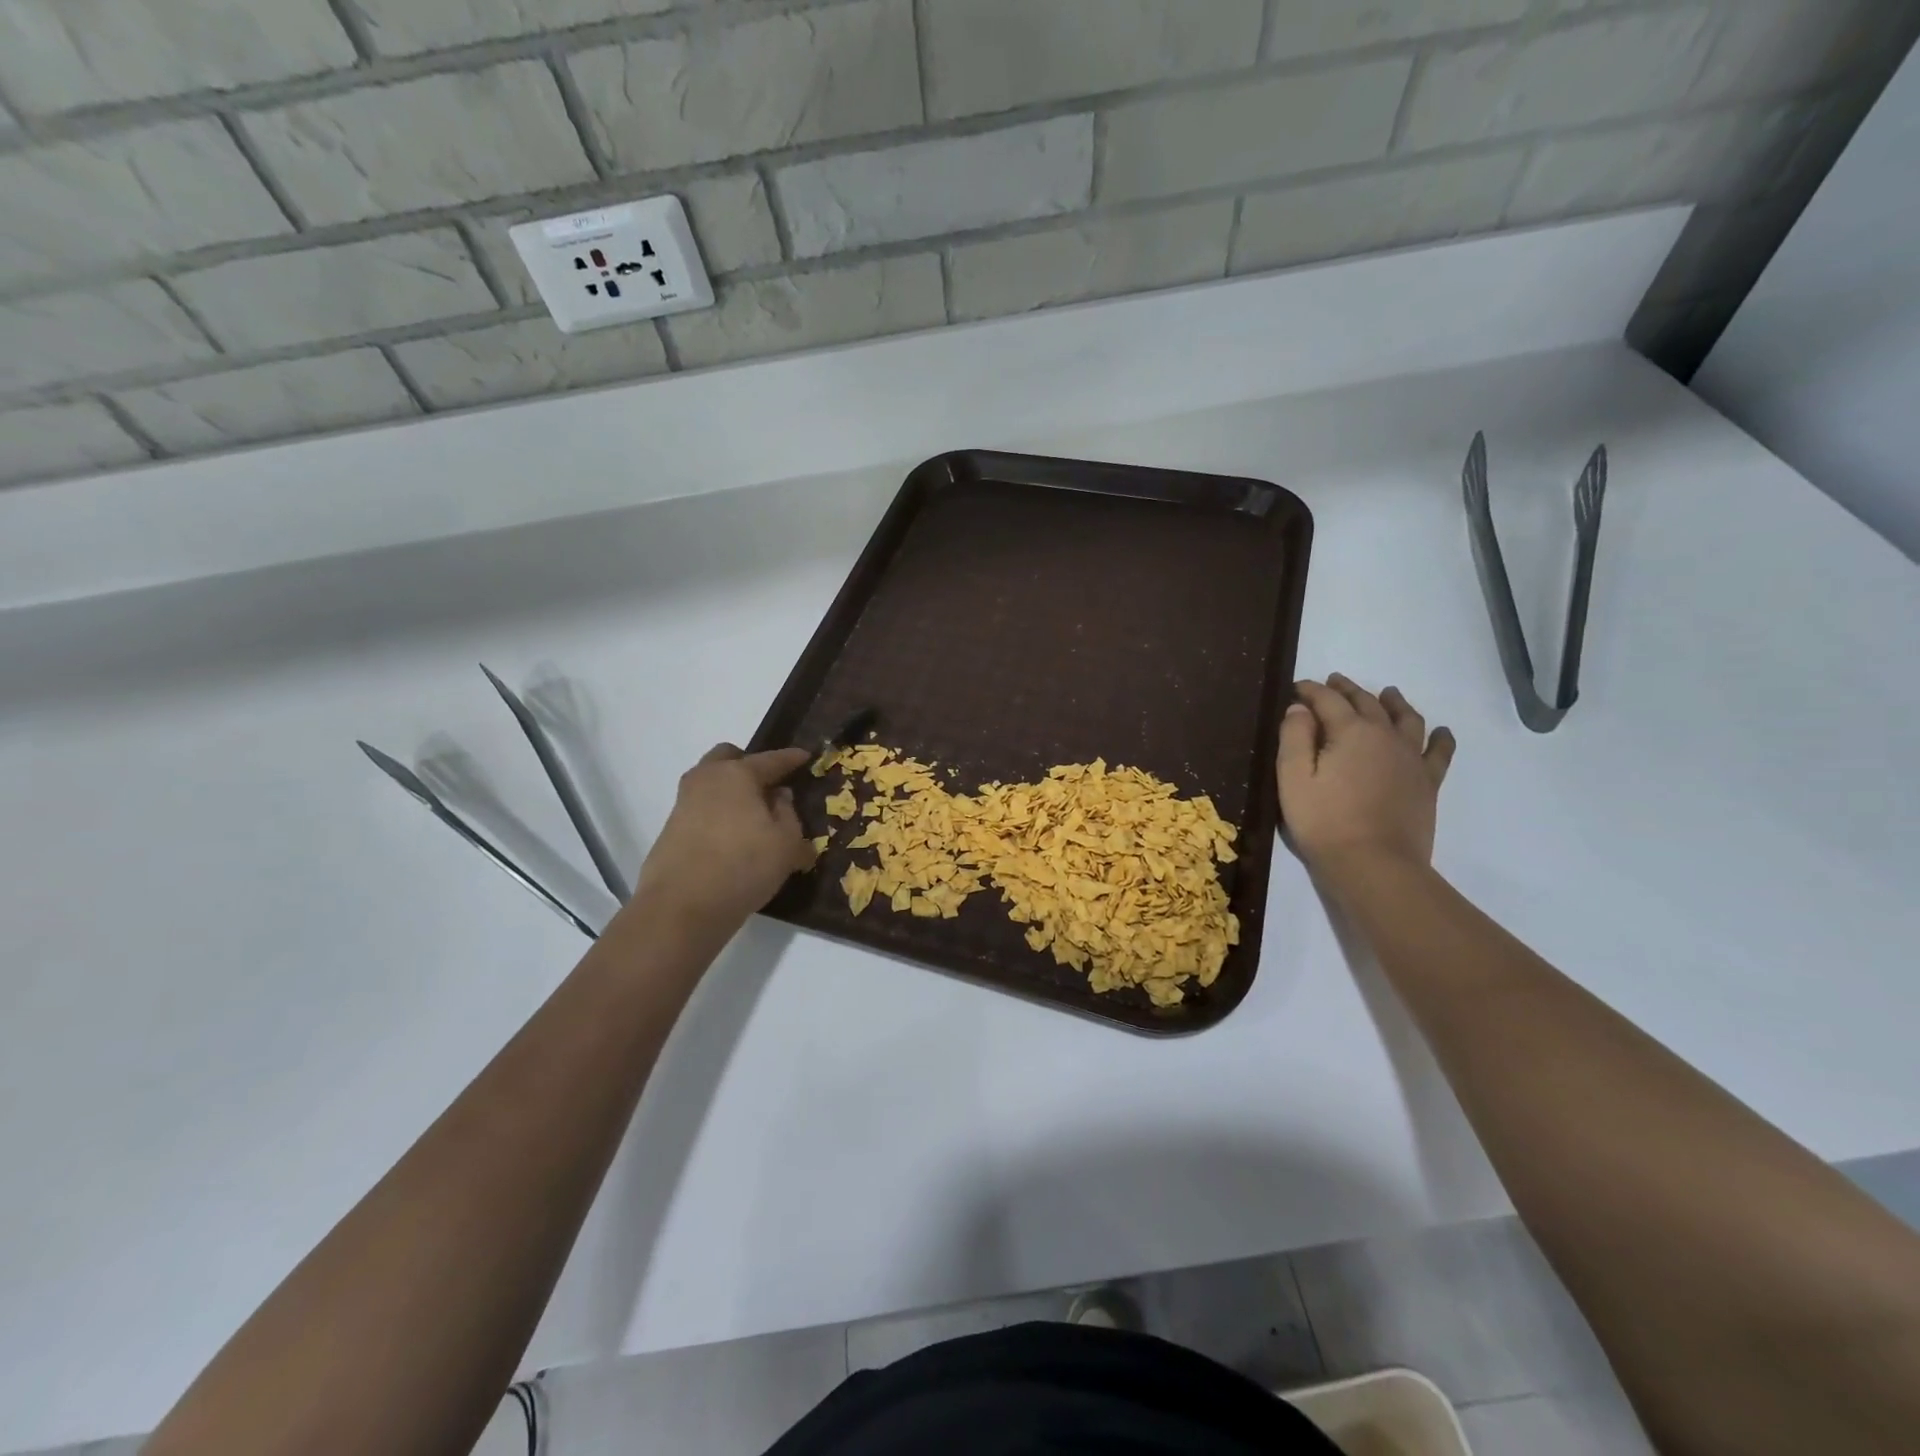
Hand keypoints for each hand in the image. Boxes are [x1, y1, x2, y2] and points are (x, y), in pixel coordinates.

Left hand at [629, 743, 814, 939]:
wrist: (681, 907)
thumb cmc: (744, 866)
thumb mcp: (787, 842)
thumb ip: (788, 813)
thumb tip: (779, 796)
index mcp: (738, 774)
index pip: (771, 759)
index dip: (791, 758)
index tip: (806, 756)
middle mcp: (707, 779)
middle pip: (728, 757)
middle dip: (748, 763)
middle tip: (768, 784)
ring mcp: (684, 803)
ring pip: (710, 782)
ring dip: (730, 789)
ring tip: (752, 814)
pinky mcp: (671, 828)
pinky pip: (701, 806)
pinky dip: (718, 811)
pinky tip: (732, 836)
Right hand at [1279, 675, 1455, 871]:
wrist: (1374, 864)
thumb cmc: (1324, 821)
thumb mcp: (1293, 778)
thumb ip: (1294, 737)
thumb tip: (1300, 709)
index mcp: (1350, 732)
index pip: (1328, 700)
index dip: (1310, 691)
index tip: (1296, 688)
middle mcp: (1385, 736)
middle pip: (1367, 703)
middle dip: (1347, 689)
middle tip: (1334, 682)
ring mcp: (1411, 759)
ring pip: (1406, 718)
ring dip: (1394, 702)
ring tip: (1388, 693)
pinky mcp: (1427, 782)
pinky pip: (1439, 752)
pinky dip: (1439, 738)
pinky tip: (1441, 732)